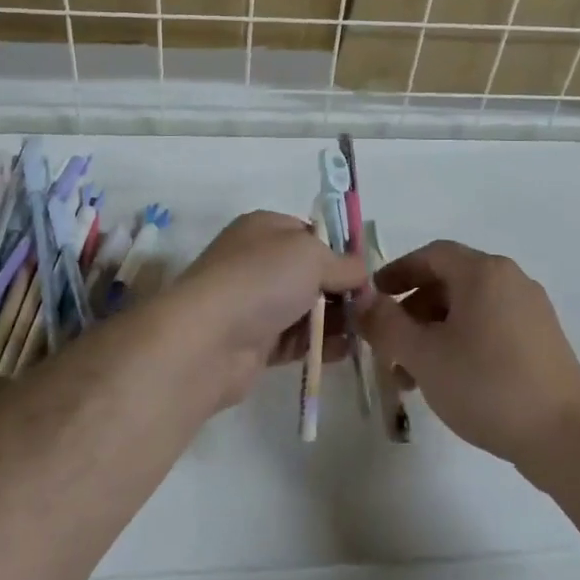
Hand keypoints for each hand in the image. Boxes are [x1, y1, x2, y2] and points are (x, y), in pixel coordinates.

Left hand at [159, 212, 367, 410]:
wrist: (207, 340)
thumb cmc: (261, 280)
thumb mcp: (312, 255)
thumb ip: (344, 263)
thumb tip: (361, 274)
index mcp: (265, 228)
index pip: (311, 233)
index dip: (340, 251)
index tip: (367, 272)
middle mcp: (258, 262)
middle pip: (311, 273)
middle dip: (342, 289)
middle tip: (372, 307)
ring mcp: (255, 303)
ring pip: (306, 308)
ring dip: (336, 319)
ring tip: (368, 331)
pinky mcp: (256, 343)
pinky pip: (297, 340)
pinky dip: (322, 344)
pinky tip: (348, 351)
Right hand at [353, 240, 579, 469]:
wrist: (566, 436)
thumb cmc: (487, 384)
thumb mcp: (424, 355)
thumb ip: (386, 324)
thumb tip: (362, 302)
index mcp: (483, 272)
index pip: (431, 255)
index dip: (397, 272)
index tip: (373, 297)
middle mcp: (510, 280)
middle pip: (449, 282)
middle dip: (412, 311)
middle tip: (387, 345)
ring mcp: (531, 311)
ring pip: (469, 309)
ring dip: (434, 332)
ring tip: (412, 375)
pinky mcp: (542, 341)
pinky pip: (490, 327)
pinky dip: (461, 342)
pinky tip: (448, 380)